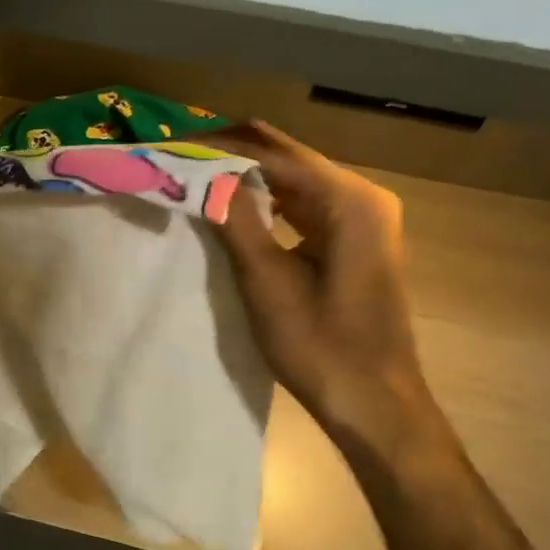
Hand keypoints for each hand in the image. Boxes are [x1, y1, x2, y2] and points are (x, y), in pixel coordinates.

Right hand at [208, 122, 445, 455]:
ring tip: (196, 174)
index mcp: (350, 200)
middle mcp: (363, 196)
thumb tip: (204, 173)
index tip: (175, 146)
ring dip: (250, 178)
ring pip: (297, 182)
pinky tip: (234, 205)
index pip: (276, 155)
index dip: (223, 149)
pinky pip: (306, 207)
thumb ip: (236, 220)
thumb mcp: (268, 283)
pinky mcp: (356, 241)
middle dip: (236, 156)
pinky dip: (271, 203)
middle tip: (180, 155)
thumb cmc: (322, 347)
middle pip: (290, 161)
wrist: (374, 403)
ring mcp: (364, 219)